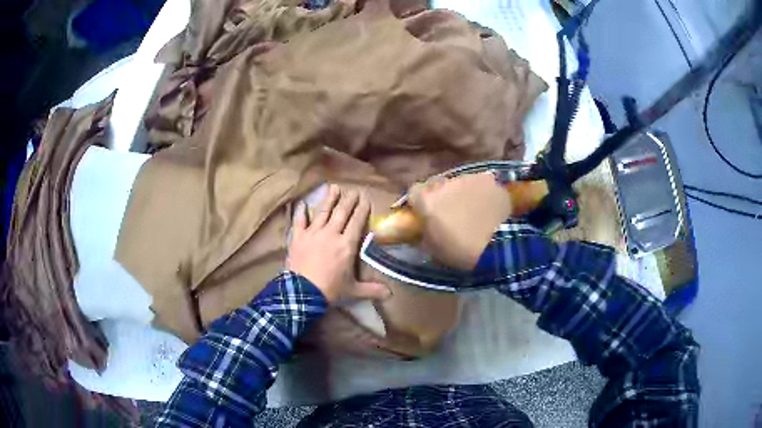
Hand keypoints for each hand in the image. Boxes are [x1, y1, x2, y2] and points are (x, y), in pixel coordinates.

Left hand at [289, 185, 391, 302]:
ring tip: (334, 188)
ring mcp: (313, 233)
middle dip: (349, 201)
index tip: (365, 198)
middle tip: (354, 190)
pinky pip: (299, 221)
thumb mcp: (354, 290)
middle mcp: (331, 234)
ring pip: (323, 212)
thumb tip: (391, 294)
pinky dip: (301, 212)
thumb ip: (372, 289)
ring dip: (329, 199)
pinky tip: (302, 204)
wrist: (303, 292)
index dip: (362, 209)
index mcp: (346, 244)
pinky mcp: (298, 237)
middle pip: (341, 213)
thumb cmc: (330, 290)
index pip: (357, 222)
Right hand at [409, 173, 512, 270]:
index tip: (425, 212)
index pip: (414, 191)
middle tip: (449, 211)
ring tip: (474, 210)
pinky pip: (480, 184)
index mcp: (427, 201)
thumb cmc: (461, 251)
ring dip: (462, 193)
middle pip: (436, 183)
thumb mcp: (434, 249)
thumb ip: (425, 232)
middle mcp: (444, 184)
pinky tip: (490, 207)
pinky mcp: (488, 180)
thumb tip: (424, 228)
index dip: (419, 201)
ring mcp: (468, 179)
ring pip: (460, 182)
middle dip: (440, 194)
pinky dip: (482, 193)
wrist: (497, 245)